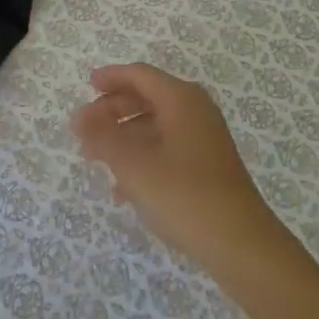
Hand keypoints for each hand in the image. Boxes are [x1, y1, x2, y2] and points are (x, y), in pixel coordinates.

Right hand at [73, 64, 291, 281]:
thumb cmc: (184, 195)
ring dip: (125, 137)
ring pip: (156, 125)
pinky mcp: (207, 165)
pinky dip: (143, 157)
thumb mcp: (134, 165)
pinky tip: (123, 189)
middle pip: (147, 97)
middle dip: (114, 110)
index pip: (140, 75)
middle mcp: (195, 110)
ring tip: (96, 159)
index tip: (87, 85)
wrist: (239, 243)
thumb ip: (103, 137)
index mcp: (181, 99)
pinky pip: (167, 148)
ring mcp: (204, 138)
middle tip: (85, 129)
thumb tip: (79, 116)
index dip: (112, 77)